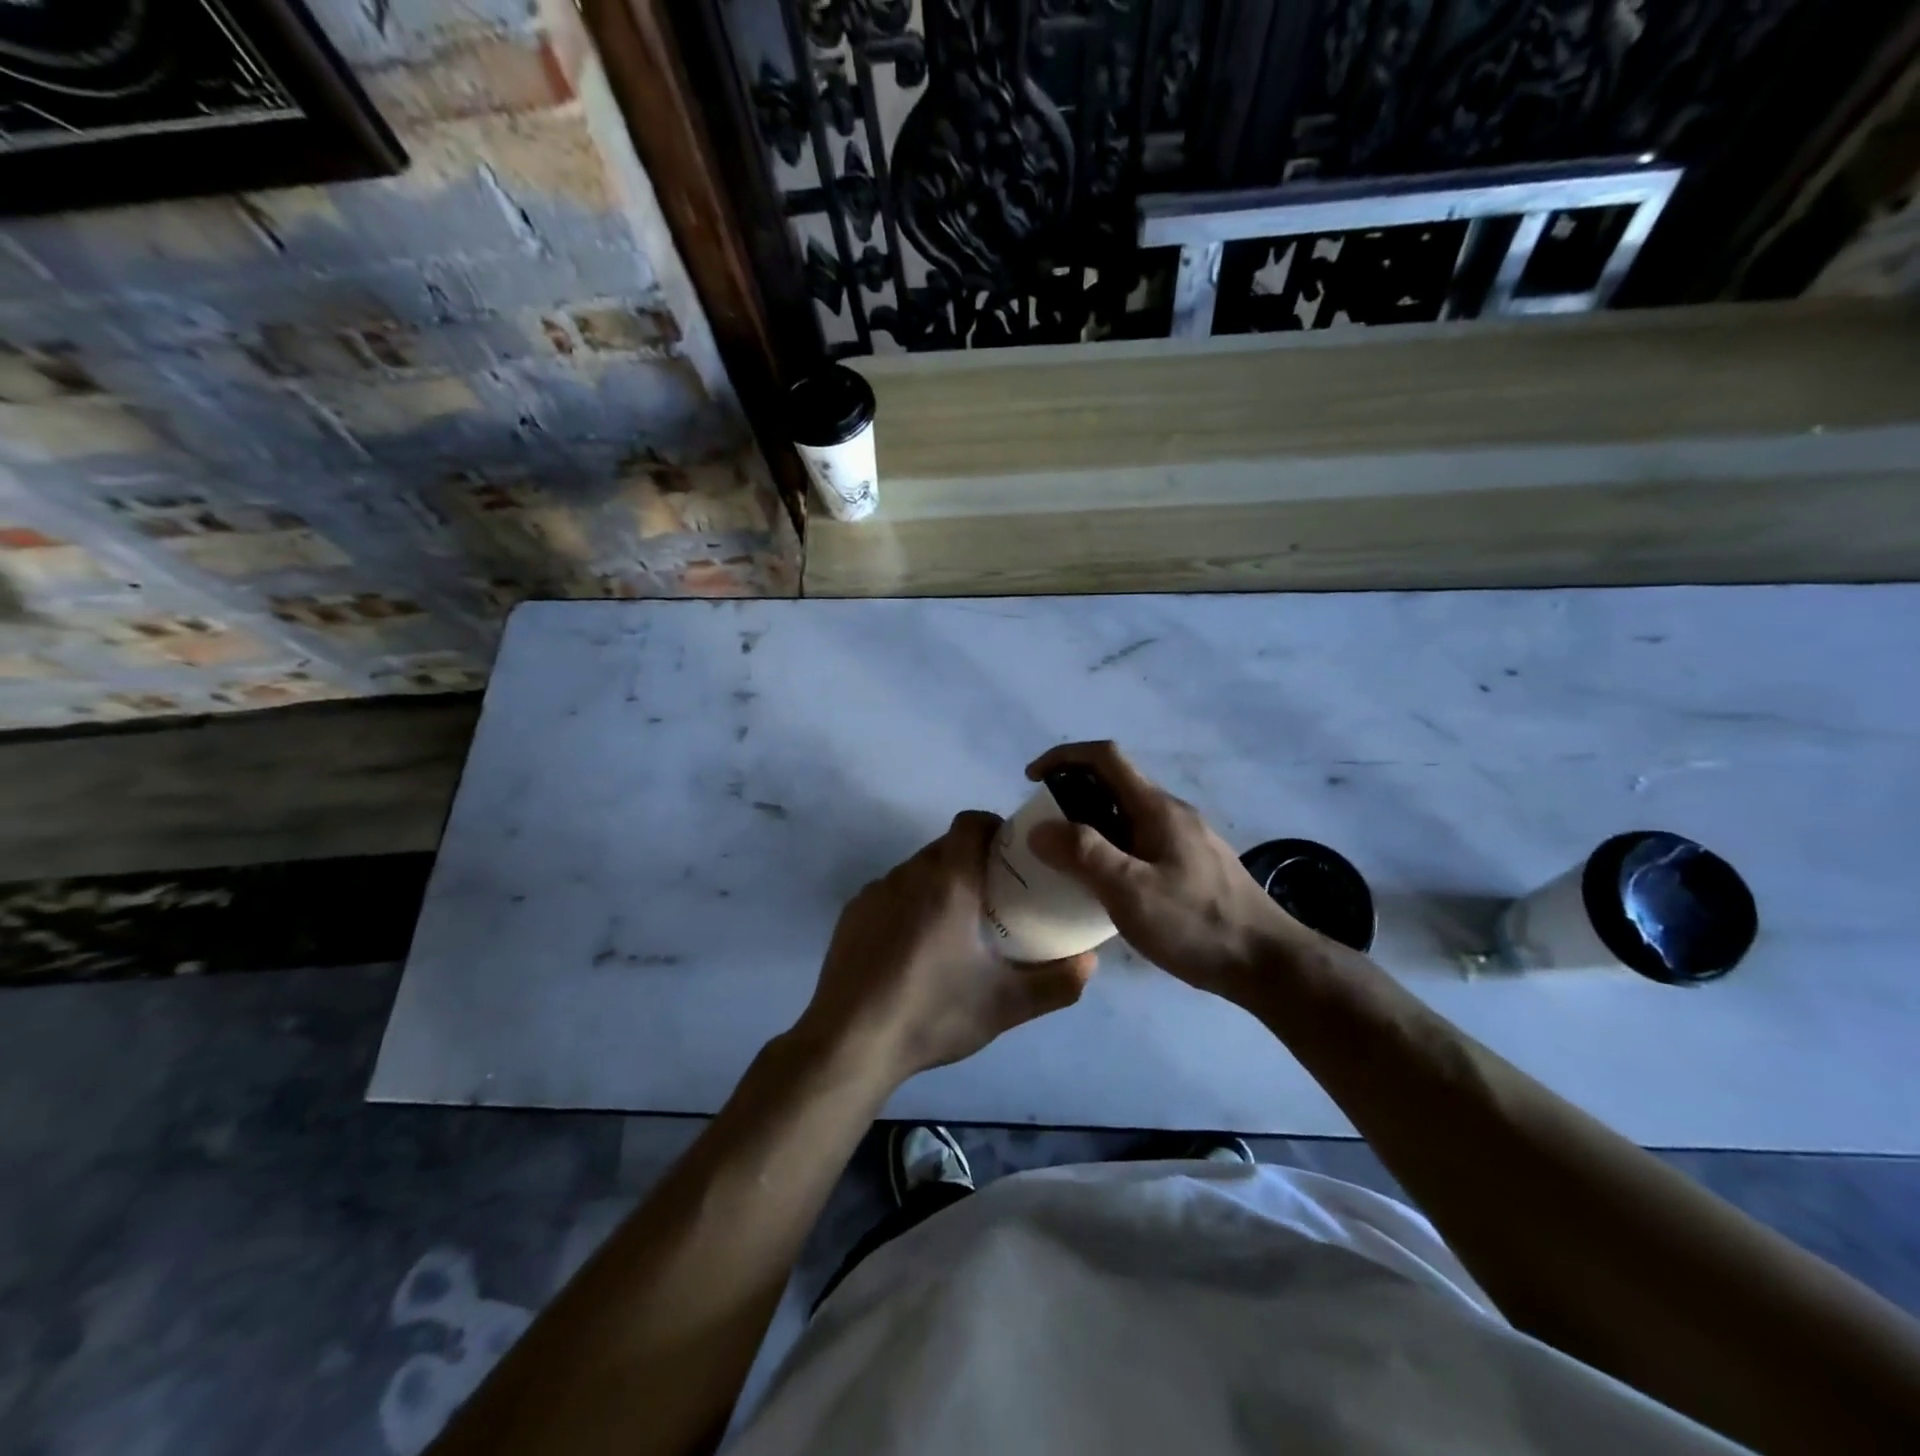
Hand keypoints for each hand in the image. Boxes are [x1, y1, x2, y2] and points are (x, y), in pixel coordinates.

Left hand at [796, 811, 1096, 1086]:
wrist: (850, 1043)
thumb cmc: (933, 1013)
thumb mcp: (1005, 1005)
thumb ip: (1056, 983)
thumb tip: (1090, 962)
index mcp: (949, 882)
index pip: (971, 823)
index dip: (994, 827)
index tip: (1011, 853)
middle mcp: (909, 874)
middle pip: (945, 846)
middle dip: (971, 860)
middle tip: (993, 897)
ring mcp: (875, 892)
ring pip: (916, 869)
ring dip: (938, 883)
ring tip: (954, 926)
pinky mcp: (852, 914)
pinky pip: (889, 892)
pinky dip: (908, 904)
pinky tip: (913, 947)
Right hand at [1025, 741, 1306, 997]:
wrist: (1269, 964)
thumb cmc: (1196, 924)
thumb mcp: (1130, 890)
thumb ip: (1083, 854)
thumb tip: (1040, 828)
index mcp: (1157, 808)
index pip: (1105, 757)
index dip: (1063, 757)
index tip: (1031, 780)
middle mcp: (1172, 814)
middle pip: (1114, 785)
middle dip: (1072, 796)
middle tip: (1042, 831)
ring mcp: (1185, 840)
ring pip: (1126, 817)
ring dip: (1090, 826)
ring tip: (1064, 861)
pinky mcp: (1192, 867)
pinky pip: (1140, 843)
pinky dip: (1111, 849)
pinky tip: (1104, 888)